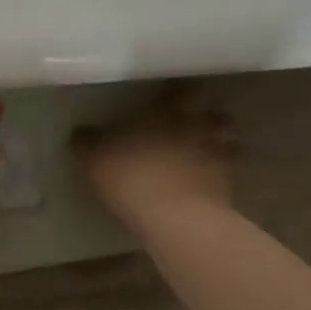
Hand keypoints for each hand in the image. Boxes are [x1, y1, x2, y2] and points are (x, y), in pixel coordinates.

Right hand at [74, 90, 234, 229]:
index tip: (168, 96)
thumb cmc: (133, 178)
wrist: (176, 220)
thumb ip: (87, 141)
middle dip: (205, 115)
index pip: (181, 89)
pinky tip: (207, 181)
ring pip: (229, 140)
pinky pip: (230, 171)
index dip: (177, 91)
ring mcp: (220, 155)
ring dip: (220, 142)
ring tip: (204, 152)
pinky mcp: (230, 184)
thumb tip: (80, 130)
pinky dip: (222, 172)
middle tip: (191, 124)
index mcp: (168, 112)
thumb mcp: (95, 159)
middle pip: (214, 112)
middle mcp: (200, 126)